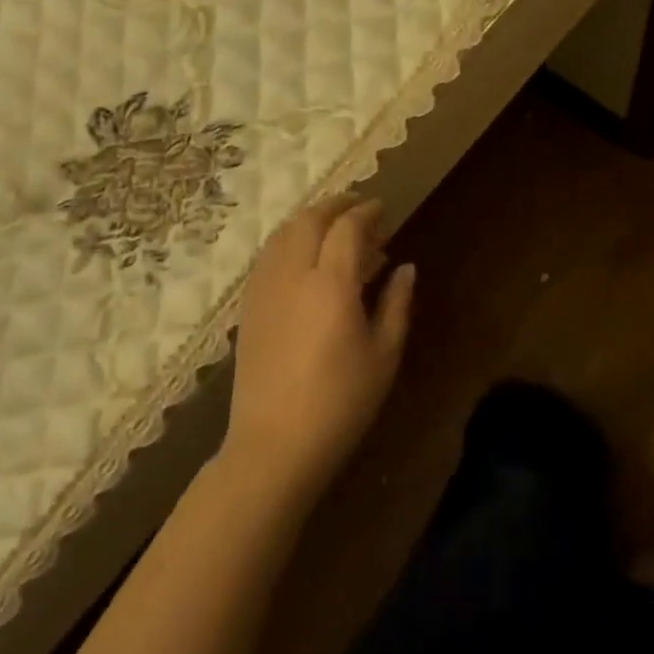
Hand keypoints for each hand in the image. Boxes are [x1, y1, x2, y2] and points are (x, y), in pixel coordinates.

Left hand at [223, 198, 413, 495]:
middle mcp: (293, 275)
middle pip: (309, 220)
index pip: (347, 227)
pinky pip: (268, 256)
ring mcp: (265, 289)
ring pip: (283, 233)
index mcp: (331, 284)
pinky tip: (304, 260)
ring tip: (333, 230)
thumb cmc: (340, 403)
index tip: (383, 208)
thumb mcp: (384, 355)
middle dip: (335, 206)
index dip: (366, 211)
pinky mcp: (248, 307)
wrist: (274, 446)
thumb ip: (396, 303)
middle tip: (359, 210)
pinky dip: (289, 242)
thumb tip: (405, 268)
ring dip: (310, 221)